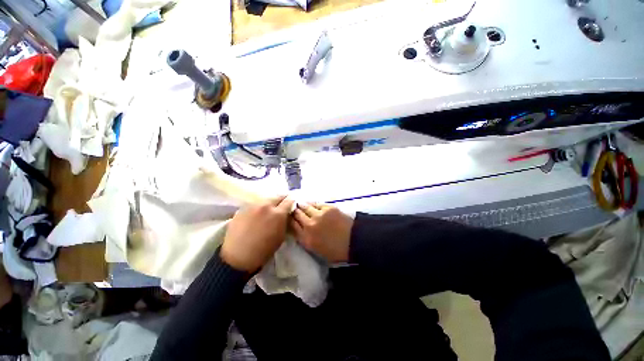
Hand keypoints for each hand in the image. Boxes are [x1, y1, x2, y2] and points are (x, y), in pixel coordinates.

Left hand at [221, 196, 293, 272]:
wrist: (237, 257)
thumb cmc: (263, 250)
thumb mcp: (281, 236)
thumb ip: (285, 221)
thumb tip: (286, 214)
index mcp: (278, 213)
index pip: (289, 200)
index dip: (292, 201)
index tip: (292, 204)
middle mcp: (266, 206)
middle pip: (277, 196)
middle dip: (281, 200)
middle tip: (281, 205)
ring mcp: (253, 206)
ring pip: (265, 199)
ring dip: (270, 203)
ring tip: (268, 210)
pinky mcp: (242, 208)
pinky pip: (254, 204)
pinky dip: (259, 207)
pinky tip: (257, 215)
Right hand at [291, 203, 352, 262]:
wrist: (353, 241)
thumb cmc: (336, 251)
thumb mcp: (316, 250)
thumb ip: (305, 239)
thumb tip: (299, 229)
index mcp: (306, 239)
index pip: (292, 226)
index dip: (289, 220)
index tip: (289, 217)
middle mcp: (309, 225)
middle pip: (297, 214)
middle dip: (294, 211)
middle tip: (294, 209)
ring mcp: (318, 215)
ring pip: (305, 206)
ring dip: (302, 205)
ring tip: (301, 204)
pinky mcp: (327, 208)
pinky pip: (316, 203)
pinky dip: (313, 204)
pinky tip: (312, 204)